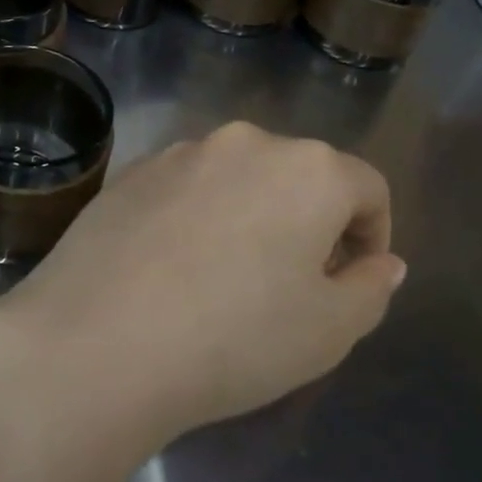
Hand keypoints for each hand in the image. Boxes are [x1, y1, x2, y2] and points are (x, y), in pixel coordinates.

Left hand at [0, 122, 404, 449]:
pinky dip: (196, 216)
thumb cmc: (235, 337)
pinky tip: (173, 267)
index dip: (372, 235)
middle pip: (298, 175)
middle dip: (309, 223)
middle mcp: (243, 142)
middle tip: (293, 283)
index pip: (366, 188)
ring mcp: (178, 153)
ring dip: (249, 214)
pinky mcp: (129, 172)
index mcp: (306, 168)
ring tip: (228, 276)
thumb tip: (382, 262)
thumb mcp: (330, 330)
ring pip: (237, 178)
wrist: (99, 339)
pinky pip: (184, 188)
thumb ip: (370, 288)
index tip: (352, 281)